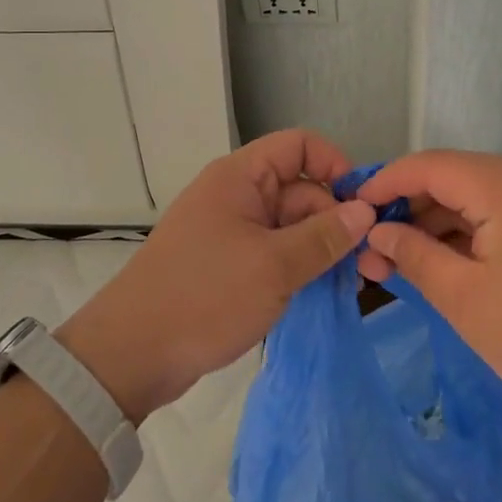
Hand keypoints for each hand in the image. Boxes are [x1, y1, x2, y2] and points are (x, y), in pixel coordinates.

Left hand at [57, 129, 375, 421]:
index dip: (334, 165)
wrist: (131, 355)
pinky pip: (275, 252)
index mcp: (241, 177)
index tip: (362, 205)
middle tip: (370, 264)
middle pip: (301, 189)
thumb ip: (324, 237)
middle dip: (336, 220)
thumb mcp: (274, 266)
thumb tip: (366, 211)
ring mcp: (232, 231)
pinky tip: (324, 292)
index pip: (299, 146)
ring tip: (355, 283)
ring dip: (322, 249)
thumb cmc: (204, 296)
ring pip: (291, 225)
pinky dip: (299, 267)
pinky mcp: (229, 264)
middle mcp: (237, 195)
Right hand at [354, 150, 501, 429]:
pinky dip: (471, 234)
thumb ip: (414, 255)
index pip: (429, 166)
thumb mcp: (464, 298)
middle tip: (374, 252)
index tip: (351, 207)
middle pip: (454, 179)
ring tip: (403, 263)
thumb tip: (378, 230)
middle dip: (409, 210)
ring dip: (439, 225)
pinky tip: (448, 264)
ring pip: (478, 198)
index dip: (385, 182)